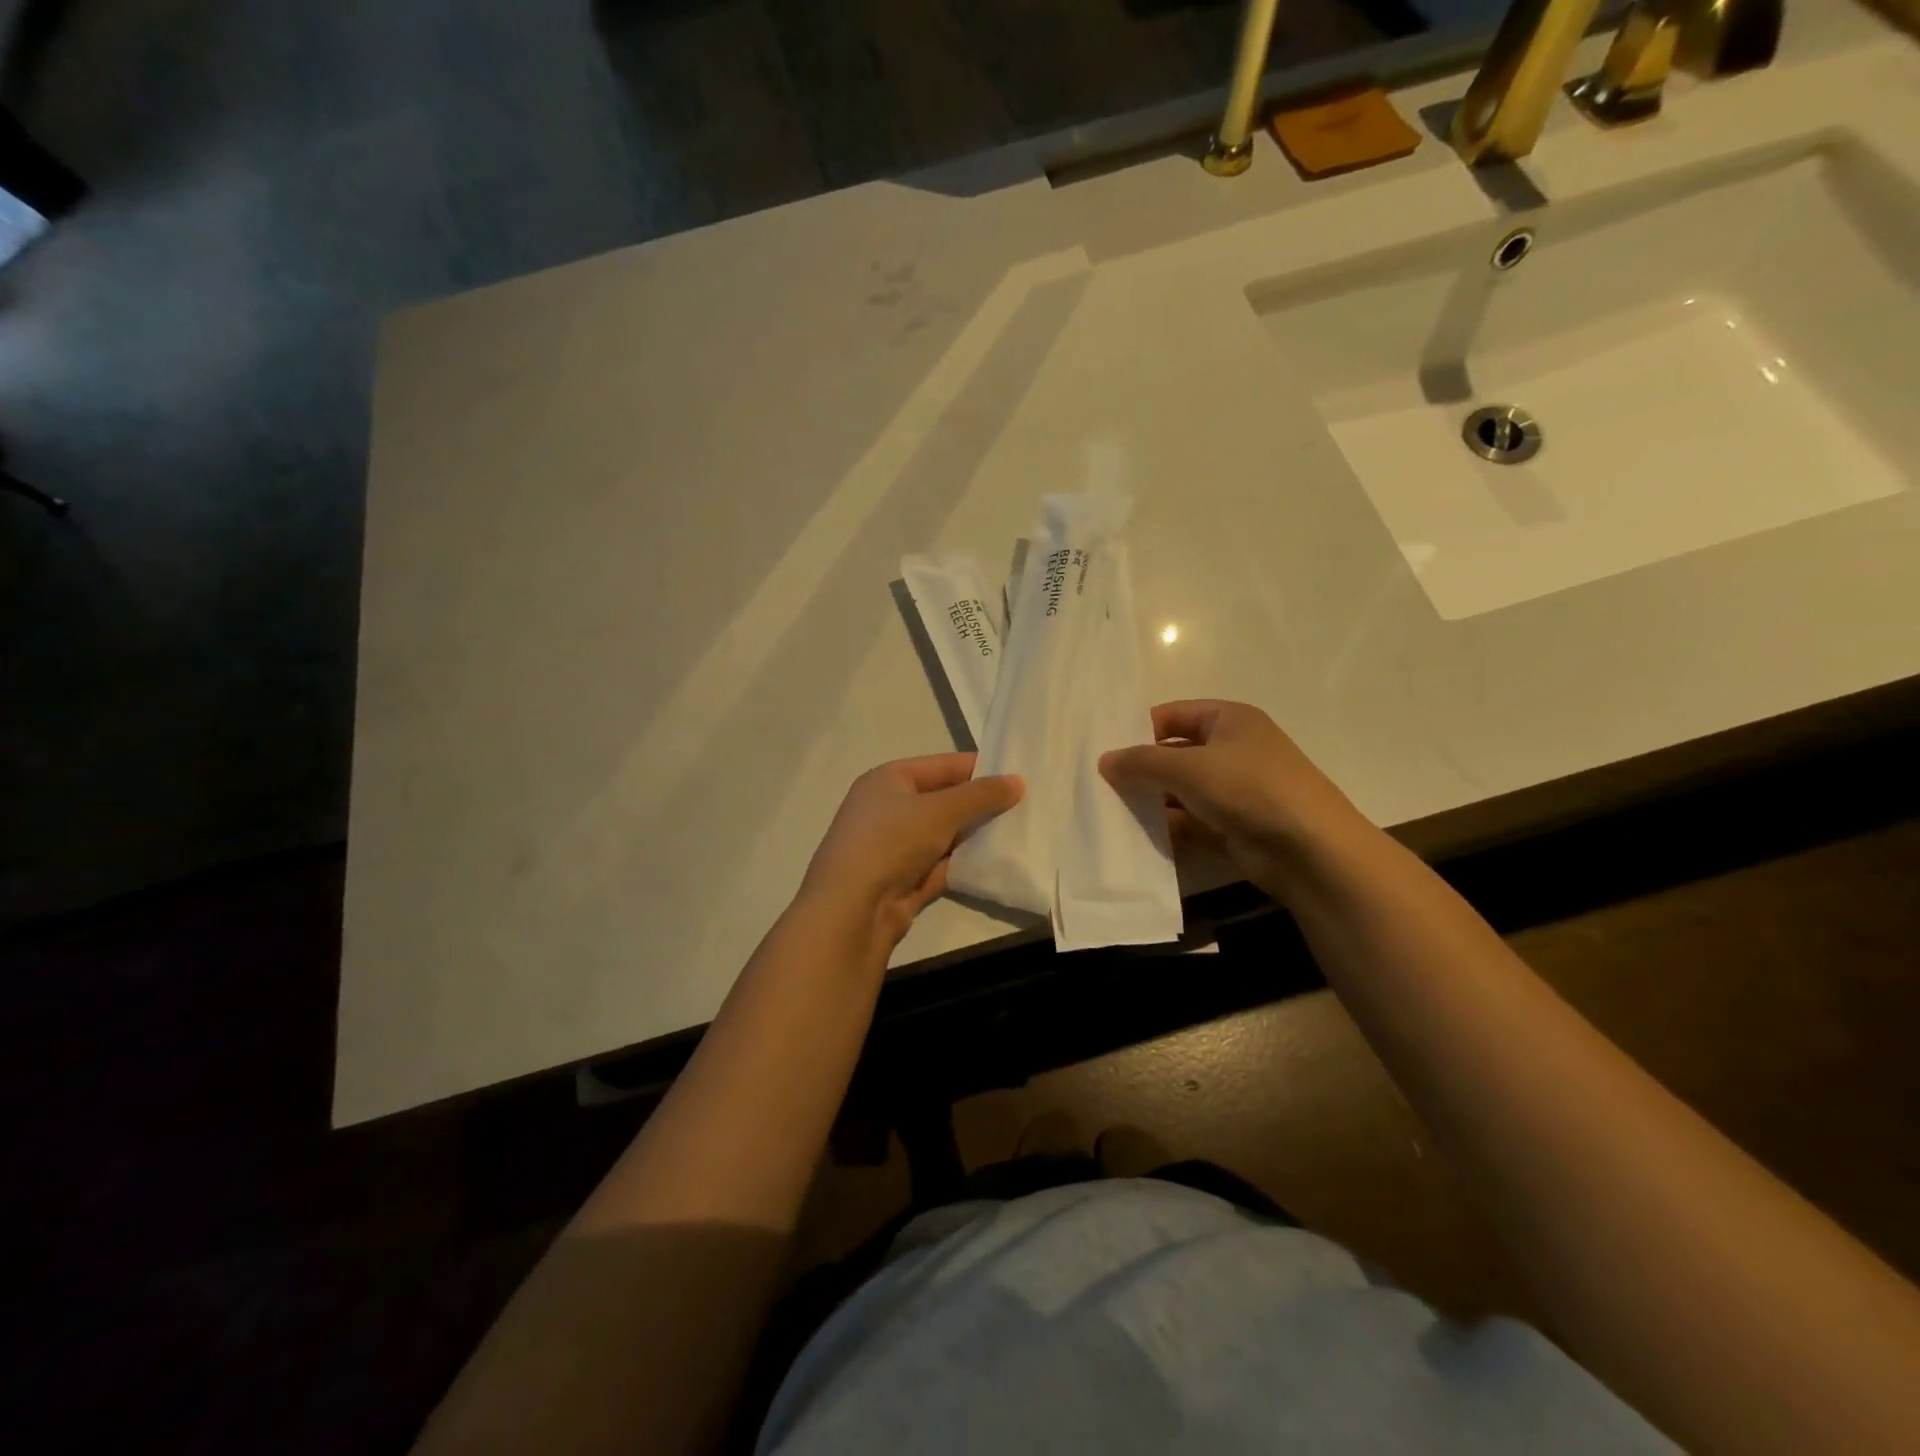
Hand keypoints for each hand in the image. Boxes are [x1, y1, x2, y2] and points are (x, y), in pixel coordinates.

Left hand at [799, 753, 1022, 954]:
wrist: (851, 910)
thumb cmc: (890, 842)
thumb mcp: (940, 811)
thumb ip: (980, 796)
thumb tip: (1017, 781)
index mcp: (887, 780)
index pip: (941, 766)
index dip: (979, 769)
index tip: (1017, 778)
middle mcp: (887, 809)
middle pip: (943, 800)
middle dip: (979, 805)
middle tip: (1024, 807)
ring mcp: (893, 847)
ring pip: (943, 835)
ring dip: (973, 836)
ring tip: (1017, 833)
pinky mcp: (902, 880)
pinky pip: (940, 865)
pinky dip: (963, 864)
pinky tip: (995, 863)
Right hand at [1099, 700, 1370, 901]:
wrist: (1310, 850)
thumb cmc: (1250, 788)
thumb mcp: (1189, 767)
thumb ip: (1142, 762)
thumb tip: (1104, 761)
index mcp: (1229, 720)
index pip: (1172, 715)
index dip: (1138, 730)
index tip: (1103, 751)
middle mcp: (1232, 750)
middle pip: (1174, 753)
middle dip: (1141, 768)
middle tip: (1099, 783)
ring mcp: (1234, 790)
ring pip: (1180, 790)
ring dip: (1150, 799)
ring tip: (1109, 810)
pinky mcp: (1232, 825)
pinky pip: (1189, 821)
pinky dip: (1166, 826)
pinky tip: (1134, 836)